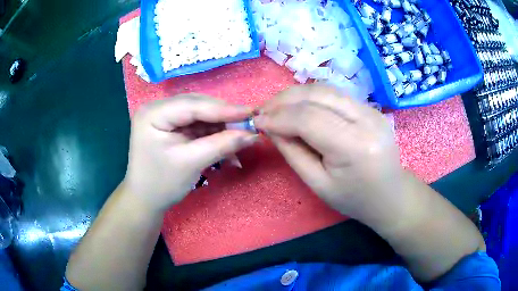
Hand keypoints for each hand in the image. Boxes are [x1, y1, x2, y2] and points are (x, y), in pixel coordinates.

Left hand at [123, 94, 257, 212]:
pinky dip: (213, 134)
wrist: (145, 201)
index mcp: (153, 113)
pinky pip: (197, 125)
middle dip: (223, 117)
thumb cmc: (161, 184)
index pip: (193, 105)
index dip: (224, 109)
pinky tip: (228, 143)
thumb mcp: (191, 163)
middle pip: (197, 106)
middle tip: (249, 124)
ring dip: (221, 126)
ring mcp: (164, 117)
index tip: (251, 113)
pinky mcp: (171, 127)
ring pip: (200, 115)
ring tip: (241, 135)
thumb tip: (252, 134)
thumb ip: (222, 145)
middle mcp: (157, 108)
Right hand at [254, 84, 403, 218]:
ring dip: (296, 94)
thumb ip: (293, 152)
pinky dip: (311, 97)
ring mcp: (371, 109)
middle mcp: (366, 119)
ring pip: (325, 89)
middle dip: (284, 100)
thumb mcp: (318, 184)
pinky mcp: (371, 107)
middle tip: (263, 111)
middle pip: (317, 95)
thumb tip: (270, 127)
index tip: (256, 122)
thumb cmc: (354, 199)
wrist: (390, 195)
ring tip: (276, 107)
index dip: (278, 117)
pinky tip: (298, 106)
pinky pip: (335, 94)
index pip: (308, 119)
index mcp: (355, 146)